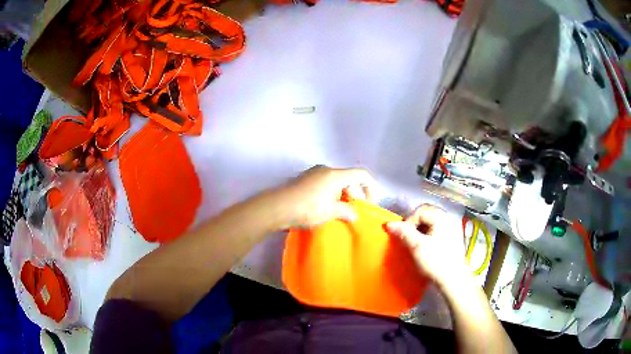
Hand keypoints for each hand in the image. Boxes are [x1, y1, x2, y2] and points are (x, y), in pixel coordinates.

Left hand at [276, 165, 375, 228]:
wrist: (277, 207)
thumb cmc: (307, 208)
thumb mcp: (330, 212)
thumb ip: (346, 211)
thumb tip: (355, 215)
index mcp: (335, 174)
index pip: (361, 174)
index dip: (371, 187)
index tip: (371, 203)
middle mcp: (326, 169)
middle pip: (348, 179)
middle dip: (355, 195)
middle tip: (356, 212)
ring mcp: (314, 174)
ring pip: (336, 183)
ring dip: (343, 196)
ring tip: (342, 213)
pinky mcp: (305, 180)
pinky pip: (325, 185)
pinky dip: (331, 195)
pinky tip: (328, 209)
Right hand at [386, 204, 469, 288]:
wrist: (453, 280)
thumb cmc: (435, 262)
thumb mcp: (417, 247)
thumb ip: (404, 233)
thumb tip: (389, 223)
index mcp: (442, 218)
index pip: (420, 211)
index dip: (409, 222)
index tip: (404, 237)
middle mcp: (449, 219)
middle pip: (427, 214)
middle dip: (415, 225)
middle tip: (408, 239)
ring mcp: (453, 228)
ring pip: (432, 222)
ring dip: (421, 230)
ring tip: (416, 243)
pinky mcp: (454, 238)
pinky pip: (438, 230)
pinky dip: (429, 235)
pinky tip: (427, 247)